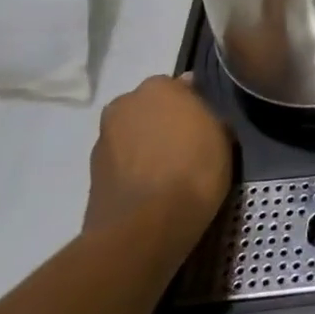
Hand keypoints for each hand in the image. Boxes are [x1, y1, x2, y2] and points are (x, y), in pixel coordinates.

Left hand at [84, 75, 232, 257]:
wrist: (144, 226)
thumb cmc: (193, 170)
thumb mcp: (223, 137)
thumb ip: (209, 117)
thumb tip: (200, 115)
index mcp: (157, 87)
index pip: (179, 86)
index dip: (194, 105)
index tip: (206, 124)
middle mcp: (124, 104)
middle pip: (150, 107)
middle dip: (164, 121)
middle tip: (187, 144)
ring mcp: (103, 138)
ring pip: (133, 134)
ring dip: (146, 144)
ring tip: (168, 171)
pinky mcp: (91, 172)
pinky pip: (122, 161)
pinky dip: (134, 168)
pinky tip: (151, 187)